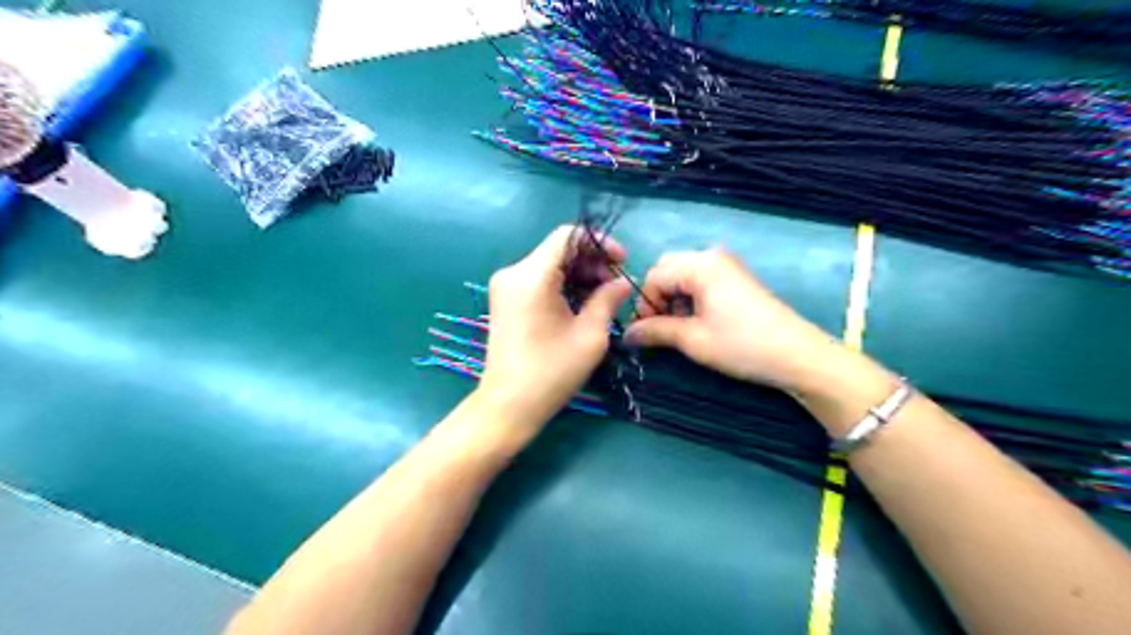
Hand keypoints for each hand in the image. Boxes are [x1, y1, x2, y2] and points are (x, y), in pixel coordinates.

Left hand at [477, 225, 634, 432]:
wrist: (508, 405)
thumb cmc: (551, 372)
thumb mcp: (590, 335)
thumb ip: (607, 299)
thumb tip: (621, 282)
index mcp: (532, 276)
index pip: (568, 235)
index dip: (599, 242)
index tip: (621, 261)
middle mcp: (514, 272)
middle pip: (559, 248)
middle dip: (592, 260)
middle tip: (616, 284)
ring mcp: (506, 285)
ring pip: (550, 263)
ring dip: (579, 273)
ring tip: (603, 296)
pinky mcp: (505, 299)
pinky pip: (539, 279)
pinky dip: (562, 284)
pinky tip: (581, 303)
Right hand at [627, 248, 848, 392]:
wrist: (795, 355)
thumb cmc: (741, 344)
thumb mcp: (692, 339)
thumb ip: (655, 331)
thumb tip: (626, 333)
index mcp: (699, 264)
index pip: (654, 276)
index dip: (644, 303)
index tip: (646, 331)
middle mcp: (711, 256)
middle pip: (668, 269)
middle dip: (657, 297)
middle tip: (661, 327)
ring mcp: (727, 265)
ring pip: (683, 275)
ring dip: (673, 298)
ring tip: (679, 327)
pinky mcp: (736, 277)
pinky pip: (701, 279)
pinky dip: (690, 297)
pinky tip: (697, 321)